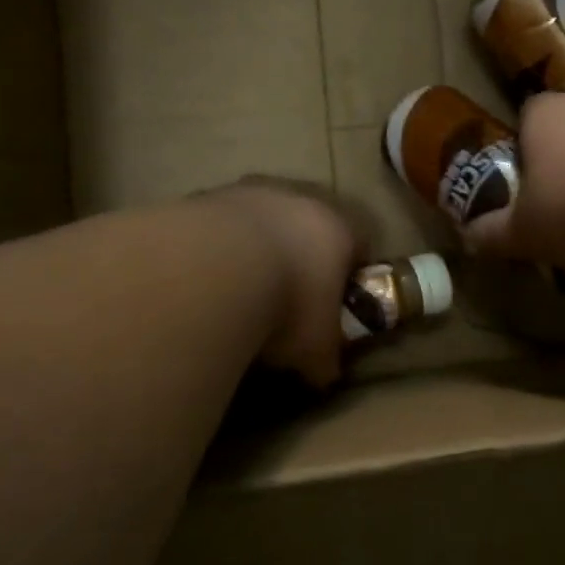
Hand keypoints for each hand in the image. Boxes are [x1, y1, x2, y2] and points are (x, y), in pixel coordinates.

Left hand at [202, 179, 363, 388]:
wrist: (209, 272)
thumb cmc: (286, 307)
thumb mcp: (316, 350)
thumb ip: (326, 358)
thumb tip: (323, 372)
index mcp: (340, 226)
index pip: (361, 242)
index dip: (352, 273)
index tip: (338, 301)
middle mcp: (299, 198)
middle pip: (310, 225)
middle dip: (303, 256)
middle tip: (290, 294)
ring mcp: (248, 192)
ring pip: (262, 219)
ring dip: (256, 248)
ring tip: (240, 290)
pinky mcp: (203, 196)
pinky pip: (220, 225)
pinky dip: (218, 248)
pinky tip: (206, 281)